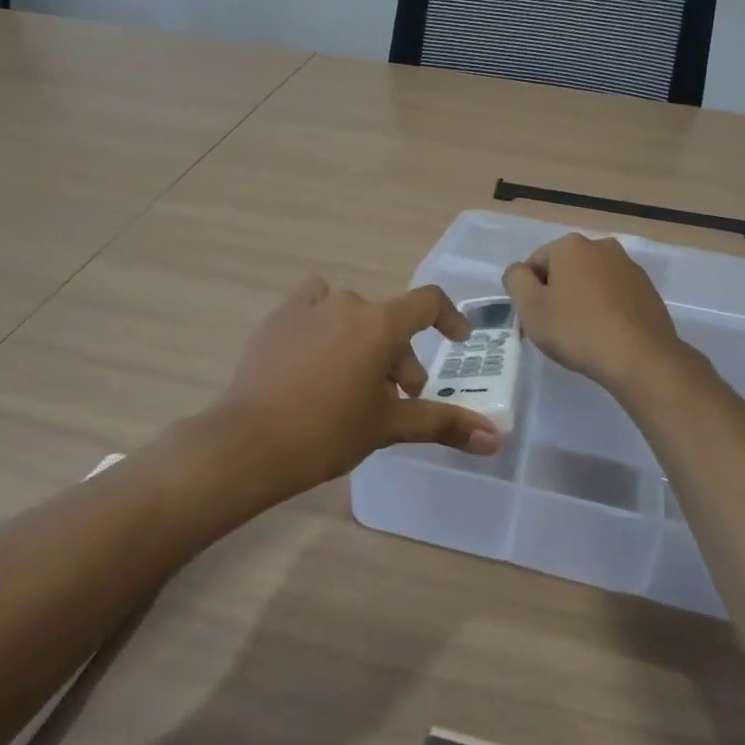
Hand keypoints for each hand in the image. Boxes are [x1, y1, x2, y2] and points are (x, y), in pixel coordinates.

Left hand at [213, 273, 501, 492]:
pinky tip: (314, 357)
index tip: (458, 340)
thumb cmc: (327, 433)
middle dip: (399, 358)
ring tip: (351, 383)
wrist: (248, 442)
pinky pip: (313, 307)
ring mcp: (309, 307)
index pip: (427, 302)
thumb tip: (496, 438)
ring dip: (362, 342)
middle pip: (388, 323)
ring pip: (352, 317)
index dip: (449, 318)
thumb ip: (443, 423)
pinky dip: (323, 324)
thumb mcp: (388, 427)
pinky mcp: (278, 317)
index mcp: (380, 324)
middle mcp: (348, 303)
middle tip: (394, 399)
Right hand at [503, 234, 688, 396]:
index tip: (537, 320)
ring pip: (591, 282)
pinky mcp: (648, 290)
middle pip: (565, 270)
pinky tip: (607, 335)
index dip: (530, 293)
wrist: (641, 358)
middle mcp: (602, 246)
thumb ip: (515, 280)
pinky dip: (606, 309)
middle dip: (557, 294)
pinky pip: (615, 296)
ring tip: (584, 335)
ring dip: (582, 301)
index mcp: (571, 245)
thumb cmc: (577, 330)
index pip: (535, 264)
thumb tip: (521, 272)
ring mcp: (629, 267)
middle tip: (557, 329)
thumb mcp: (530, 307)